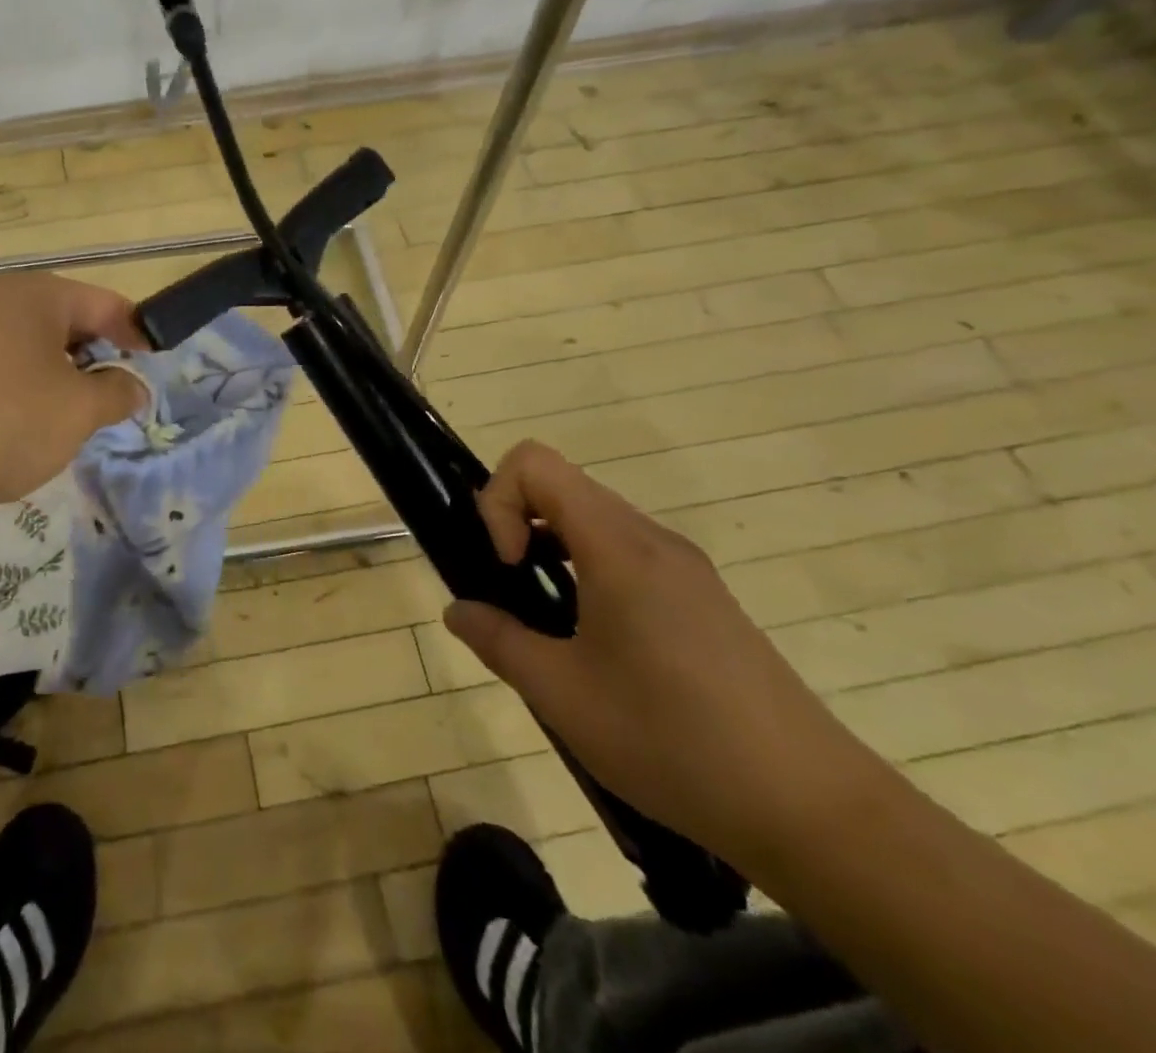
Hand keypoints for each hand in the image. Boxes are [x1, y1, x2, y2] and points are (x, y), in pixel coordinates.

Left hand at [0, 273, 147, 514]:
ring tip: (63, 416)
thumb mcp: (77, 412)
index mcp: (34, 296)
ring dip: (53, 375)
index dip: (135, 332)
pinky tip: (10, 428)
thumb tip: (132, 387)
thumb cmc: (1, 423)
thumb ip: (116, 393)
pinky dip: (13, 389)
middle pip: (61, 321)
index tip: (152, 363)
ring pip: (23, 347)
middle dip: (92, 356)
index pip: (103, 303)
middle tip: (110, 395)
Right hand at [445, 441, 884, 869]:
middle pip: (563, 486)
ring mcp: (685, 569)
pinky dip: (588, 572)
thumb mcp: (561, 695)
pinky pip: (627, 554)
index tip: (505, 567)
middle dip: (517, 524)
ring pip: (594, 520)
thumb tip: (458, 611)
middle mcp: (653, 539)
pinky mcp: (704, 600)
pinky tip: (597, 645)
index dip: (498, 501)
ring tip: (548, 623)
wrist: (816, 812)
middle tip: (512, 593)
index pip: (535, 463)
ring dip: (552, 550)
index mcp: (618, 547)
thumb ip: (497, 640)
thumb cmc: (674, 741)